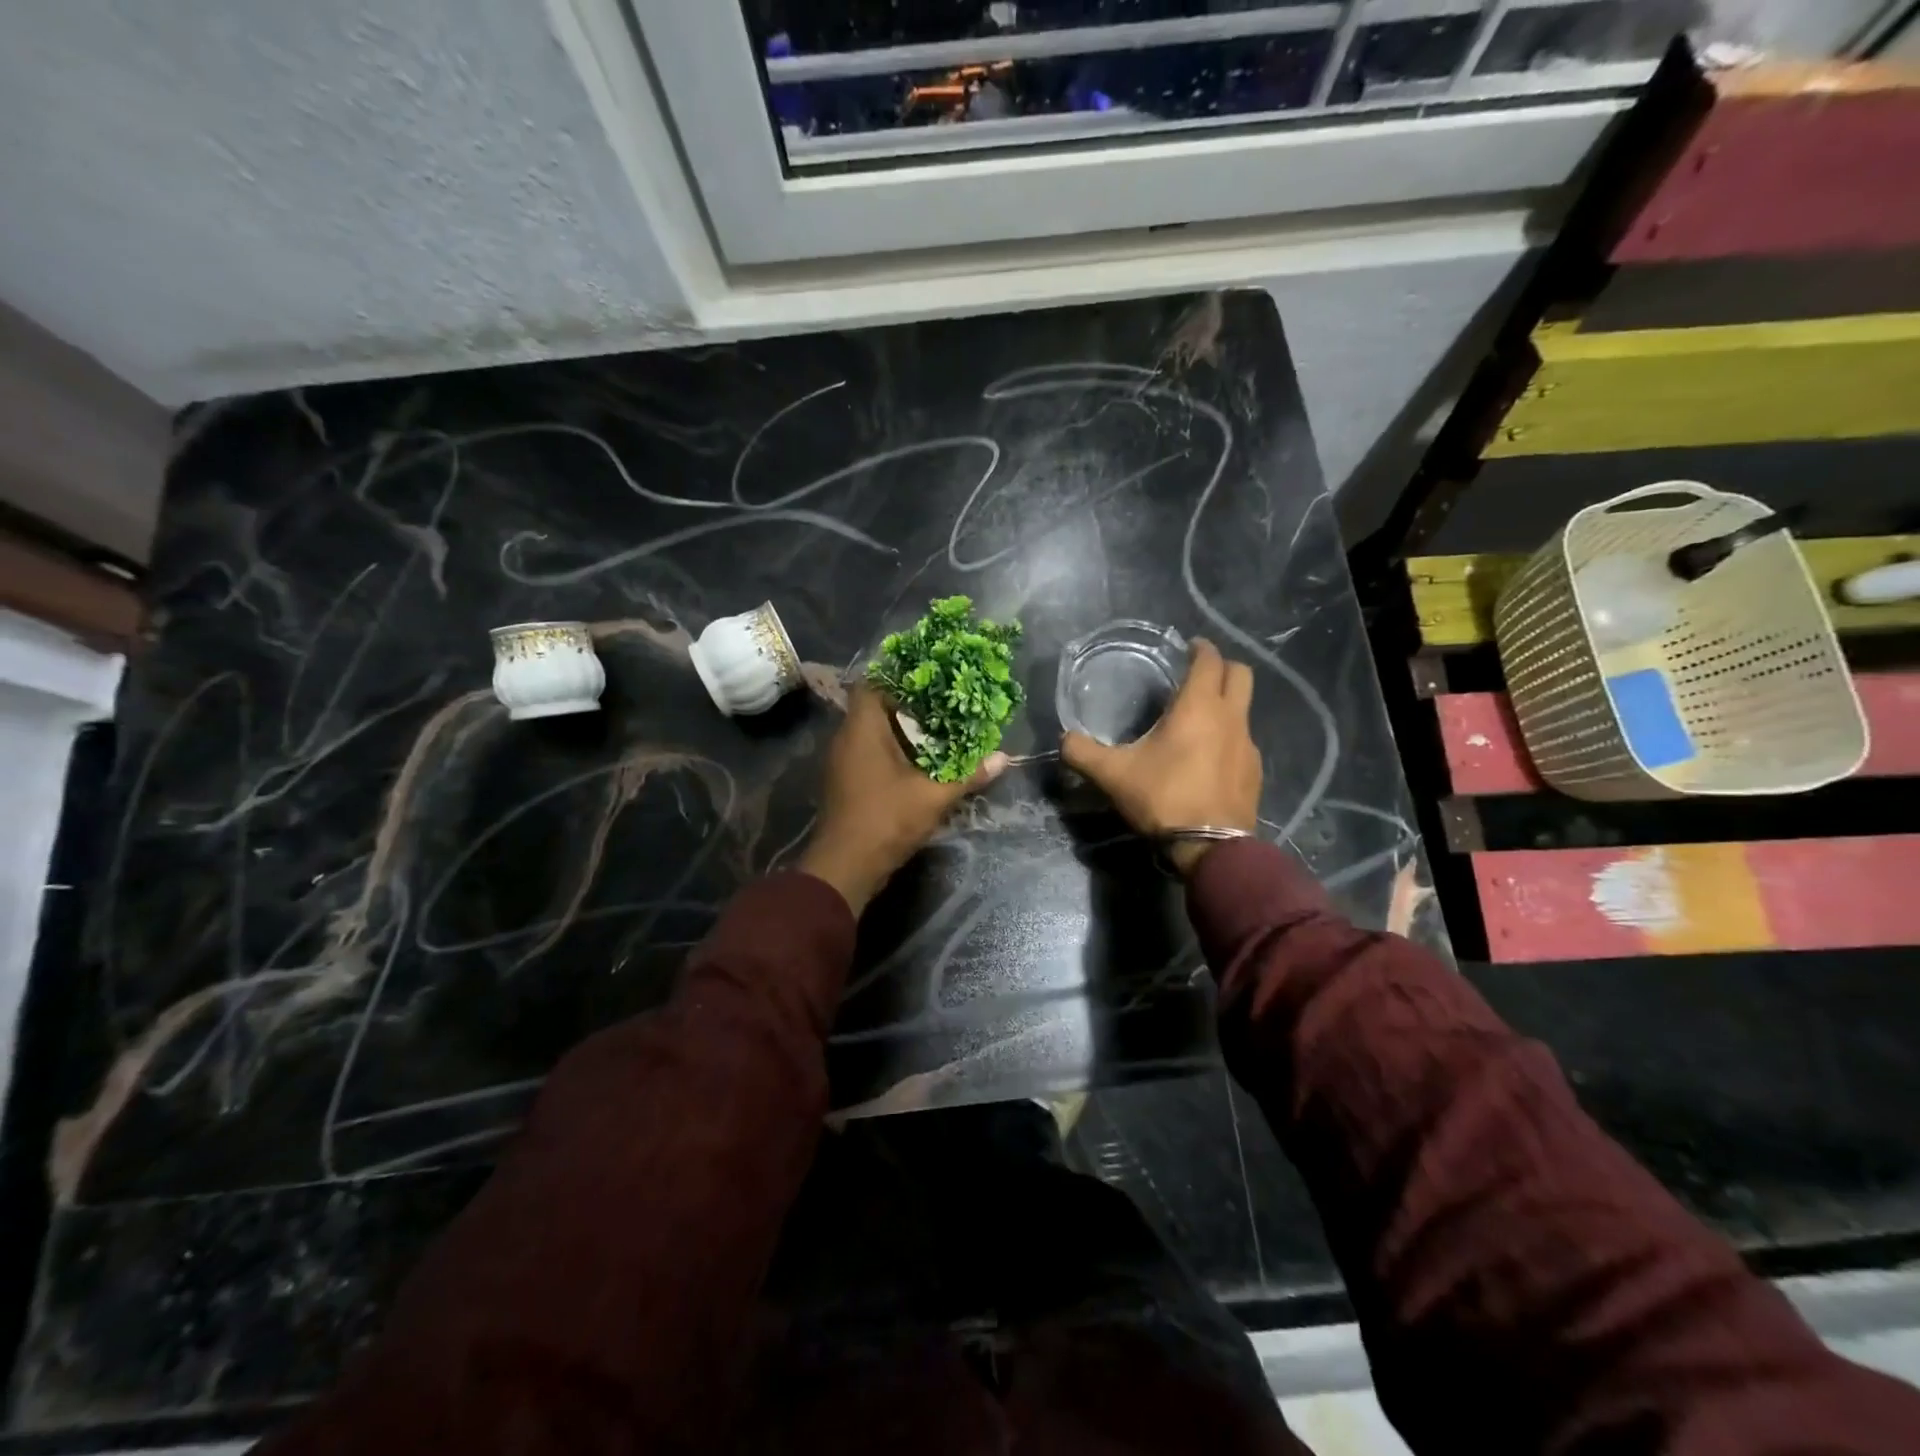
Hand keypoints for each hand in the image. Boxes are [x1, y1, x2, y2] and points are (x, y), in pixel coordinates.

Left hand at [798, 684, 1007, 914]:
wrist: (845, 866)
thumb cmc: (886, 819)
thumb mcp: (933, 796)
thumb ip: (968, 775)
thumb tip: (1003, 758)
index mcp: (861, 729)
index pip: (873, 684)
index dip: (900, 677)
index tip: (931, 679)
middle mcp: (846, 739)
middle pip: (875, 708)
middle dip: (909, 706)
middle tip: (944, 705)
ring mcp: (843, 762)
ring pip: (872, 733)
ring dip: (902, 732)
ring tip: (939, 730)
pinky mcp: (846, 782)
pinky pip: (869, 754)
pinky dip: (892, 752)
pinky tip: (921, 761)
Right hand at [1060, 638, 1260, 875]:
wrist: (1211, 847)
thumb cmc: (1163, 798)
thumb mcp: (1113, 775)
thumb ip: (1083, 753)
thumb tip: (1064, 739)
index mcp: (1198, 707)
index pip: (1209, 660)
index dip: (1200, 648)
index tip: (1188, 646)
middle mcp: (1230, 717)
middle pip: (1240, 674)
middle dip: (1221, 666)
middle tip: (1197, 673)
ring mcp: (1247, 744)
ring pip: (1244, 708)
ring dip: (1226, 703)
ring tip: (1198, 718)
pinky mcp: (1255, 770)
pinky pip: (1243, 739)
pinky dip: (1229, 736)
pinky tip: (1208, 756)